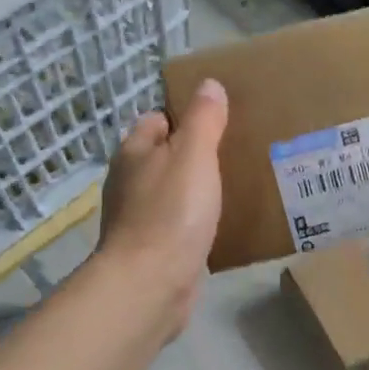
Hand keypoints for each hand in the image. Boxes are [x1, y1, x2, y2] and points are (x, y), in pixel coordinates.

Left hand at [96, 79, 228, 334]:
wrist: (150, 285)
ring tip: (238, 186)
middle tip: (238, 152)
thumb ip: (203, 119)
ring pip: (173, 192)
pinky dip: (196, 221)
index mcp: (133, 152)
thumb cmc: (171, 212)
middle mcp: (130, 181)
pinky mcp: (152, 249)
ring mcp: (138, 217)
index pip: (158, 119)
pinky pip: (179, 224)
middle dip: (196, 153)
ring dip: (198, 190)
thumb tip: (208, 84)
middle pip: (165, 156)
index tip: (222, 119)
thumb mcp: (193, 155)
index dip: (187, 115)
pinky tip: (223, 225)